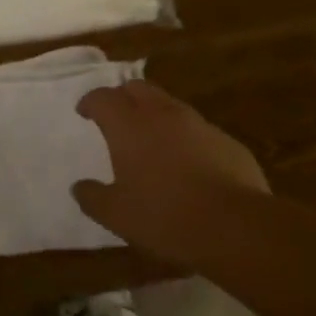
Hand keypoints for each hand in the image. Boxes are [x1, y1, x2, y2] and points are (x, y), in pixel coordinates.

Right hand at [72, 80, 269, 268]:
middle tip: (116, 116)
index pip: (103, 98)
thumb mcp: (116, 215)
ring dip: (155, 114)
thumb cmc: (165, 217)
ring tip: (151, 139)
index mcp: (129, 126)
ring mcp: (199, 125)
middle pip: (138, 88)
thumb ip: (93, 197)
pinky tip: (187, 163)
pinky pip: (198, 129)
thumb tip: (79, 187)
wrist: (236, 226)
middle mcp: (162, 115)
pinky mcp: (227, 141)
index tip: (84, 112)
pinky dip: (185, 137)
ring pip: (170, 105)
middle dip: (123, 97)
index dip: (90, 102)